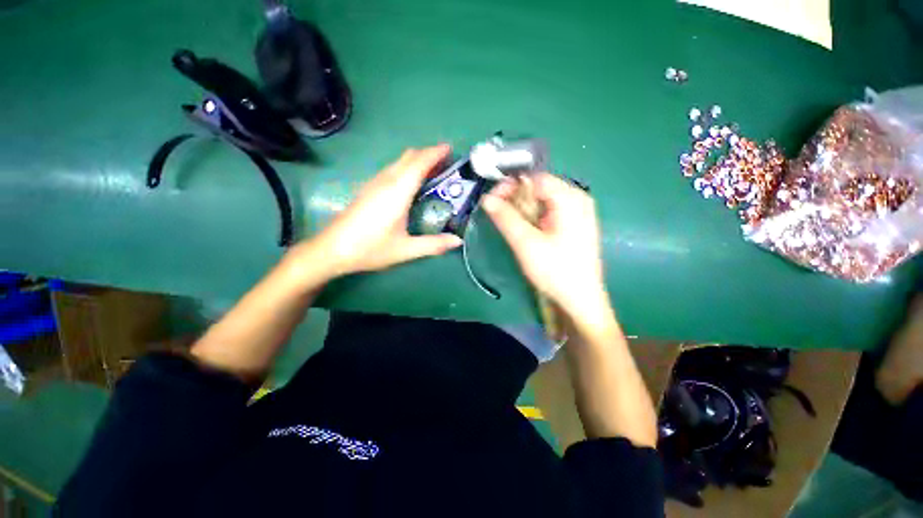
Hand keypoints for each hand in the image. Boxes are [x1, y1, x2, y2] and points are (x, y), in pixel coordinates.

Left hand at [304, 145, 462, 278]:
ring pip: (399, 162)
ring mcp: (374, 183)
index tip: (450, 149)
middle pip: (409, 157)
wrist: (331, 249)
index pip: (419, 163)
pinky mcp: (368, 189)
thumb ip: (433, 245)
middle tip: (447, 163)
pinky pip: (391, 170)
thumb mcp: (405, 250)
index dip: (435, 153)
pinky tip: (411, 184)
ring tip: (433, 172)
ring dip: (417, 160)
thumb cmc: (370, 248)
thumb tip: (458, 241)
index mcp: (397, 192)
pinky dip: (406, 168)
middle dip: (428, 154)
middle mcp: (386, 181)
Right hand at [482, 173, 607, 318]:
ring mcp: (576, 213)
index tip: (491, 199)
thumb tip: (486, 198)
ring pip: (541, 201)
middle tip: (495, 211)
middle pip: (539, 188)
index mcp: (571, 198)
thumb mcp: (526, 243)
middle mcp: (577, 199)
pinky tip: (523, 229)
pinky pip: (547, 212)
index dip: (511, 185)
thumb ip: (506, 218)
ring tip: (507, 221)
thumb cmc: (556, 271)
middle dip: (514, 197)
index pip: (535, 178)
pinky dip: (531, 217)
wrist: (580, 301)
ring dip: (521, 208)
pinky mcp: (572, 225)